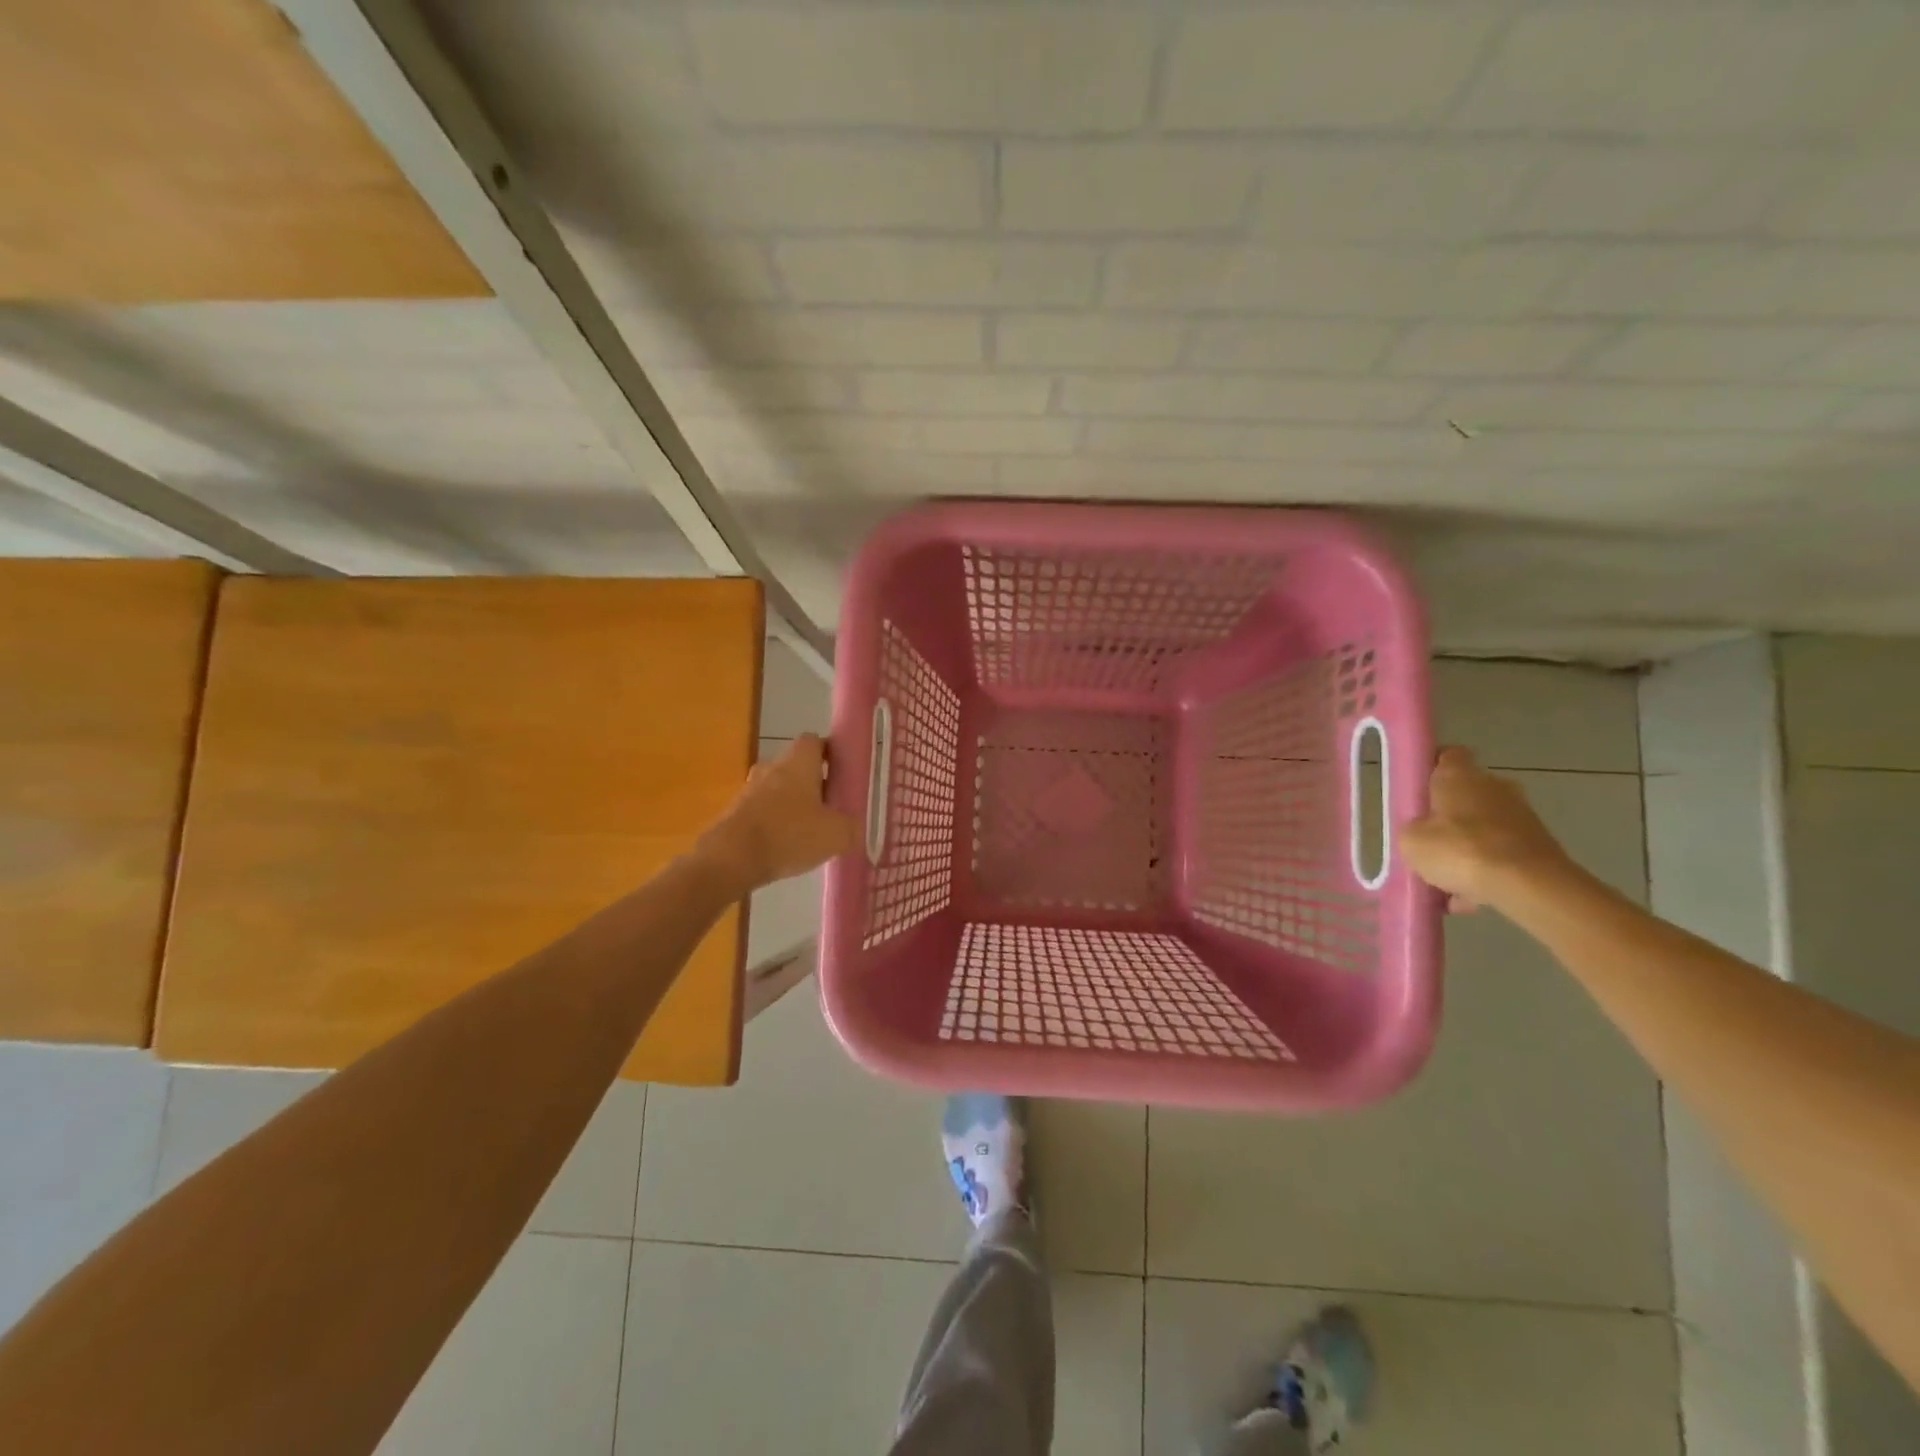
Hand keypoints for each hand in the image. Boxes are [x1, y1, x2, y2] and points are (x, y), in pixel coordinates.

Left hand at [697, 734, 859, 892]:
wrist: (730, 859)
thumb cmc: (789, 835)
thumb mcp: (836, 835)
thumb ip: (851, 827)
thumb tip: (853, 827)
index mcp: (798, 762)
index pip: (815, 741)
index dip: (830, 753)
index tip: (843, 773)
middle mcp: (772, 767)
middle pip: (796, 766)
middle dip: (813, 783)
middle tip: (831, 807)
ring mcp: (749, 789)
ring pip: (778, 789)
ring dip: (792, 804)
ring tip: (808, 831)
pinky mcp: (733, 812)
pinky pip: (761, 810)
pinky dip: (774, 823)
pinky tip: (784, 847)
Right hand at [1401, 746, 1574, 912]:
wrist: (1529, 885)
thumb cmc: (1459, 850)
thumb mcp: (1410, 841)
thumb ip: (1411, 831)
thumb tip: (1421, 833)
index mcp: (1459, 775)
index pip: (1446, 756)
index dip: (1431, 768)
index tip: (1417, 789)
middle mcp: (1494, 786)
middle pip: (1465, 794)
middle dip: (1448, 816)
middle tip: (1428, 840)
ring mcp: (1521, 815)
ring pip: (1483, 828)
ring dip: (1467, 848)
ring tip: (1447, 882)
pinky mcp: (1539, 845)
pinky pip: (1501, 854)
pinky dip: (1487, 871)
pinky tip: (1470, 899)